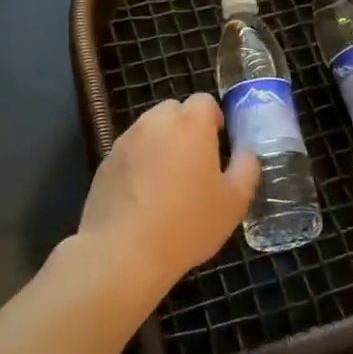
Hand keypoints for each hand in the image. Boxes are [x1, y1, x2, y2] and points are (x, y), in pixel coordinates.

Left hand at [74, 93, 258, 309]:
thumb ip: (246, 167)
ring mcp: (126, 140)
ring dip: (162, 144)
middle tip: (195, 163)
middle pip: (174, 111)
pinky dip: (139, 163)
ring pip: (150, 130)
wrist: (123, 252)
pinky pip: (130, 152)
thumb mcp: (234, 202)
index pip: (205, 101)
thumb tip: (246, 152)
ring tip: (168, 182)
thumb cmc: (187, 224)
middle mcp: (155, 122)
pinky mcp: (105, 161)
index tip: (219, 146)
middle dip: (186, 128)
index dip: (214, 120)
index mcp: (190, 124)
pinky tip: (143, 196)